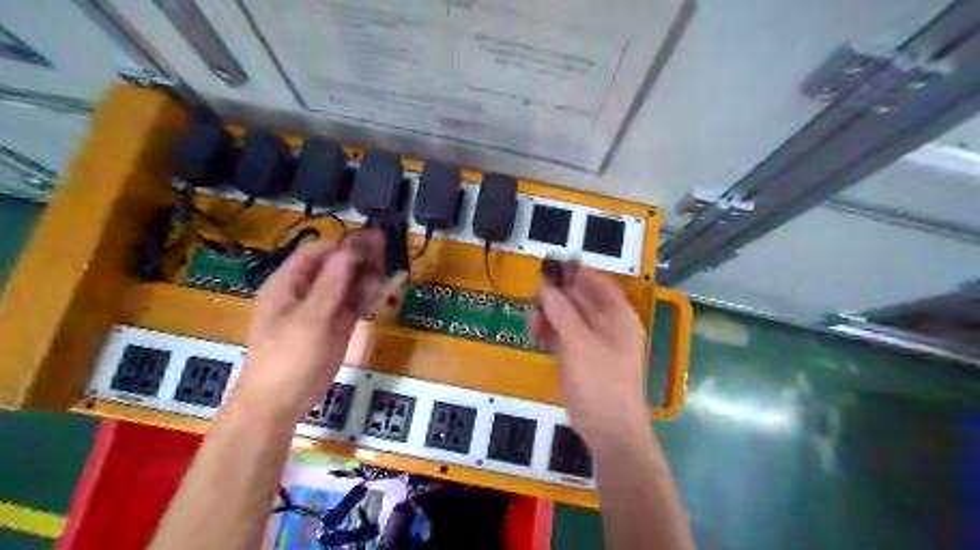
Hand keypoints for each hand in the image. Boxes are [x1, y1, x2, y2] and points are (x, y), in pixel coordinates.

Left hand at [237, 230, 387, 417]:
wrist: (280, 404)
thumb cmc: (288, 357)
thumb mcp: (311, 317)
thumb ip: (332, 282)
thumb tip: (351, 248)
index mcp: (289, 283)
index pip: (318, 252)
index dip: (344, 245)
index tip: (373, 243)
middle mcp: (306, 292)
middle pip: (335, 266)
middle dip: (359, 259)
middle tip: (387, 254)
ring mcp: (322, 310)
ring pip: (346, 285)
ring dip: (366, 278)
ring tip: (387, 273)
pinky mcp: (335, 327)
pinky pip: (351, 305)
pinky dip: (365, 297)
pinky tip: (380, 293)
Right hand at [530, 268, 647, 447]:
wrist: (611, 431)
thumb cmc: (600, 382)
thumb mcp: (579, 343)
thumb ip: (562, 312)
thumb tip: (546, 286)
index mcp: (618, 315)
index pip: (597, 282)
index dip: (575, 272)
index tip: (549, 267)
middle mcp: (609, 325)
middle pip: (581, 299)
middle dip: (556, 297)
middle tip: (533, 299)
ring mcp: (596, 343)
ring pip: (570, 318)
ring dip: (551, 316)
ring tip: (533, 324)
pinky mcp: (583, 359)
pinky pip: (566, 337)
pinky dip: (552, 334)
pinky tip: (538, 336)